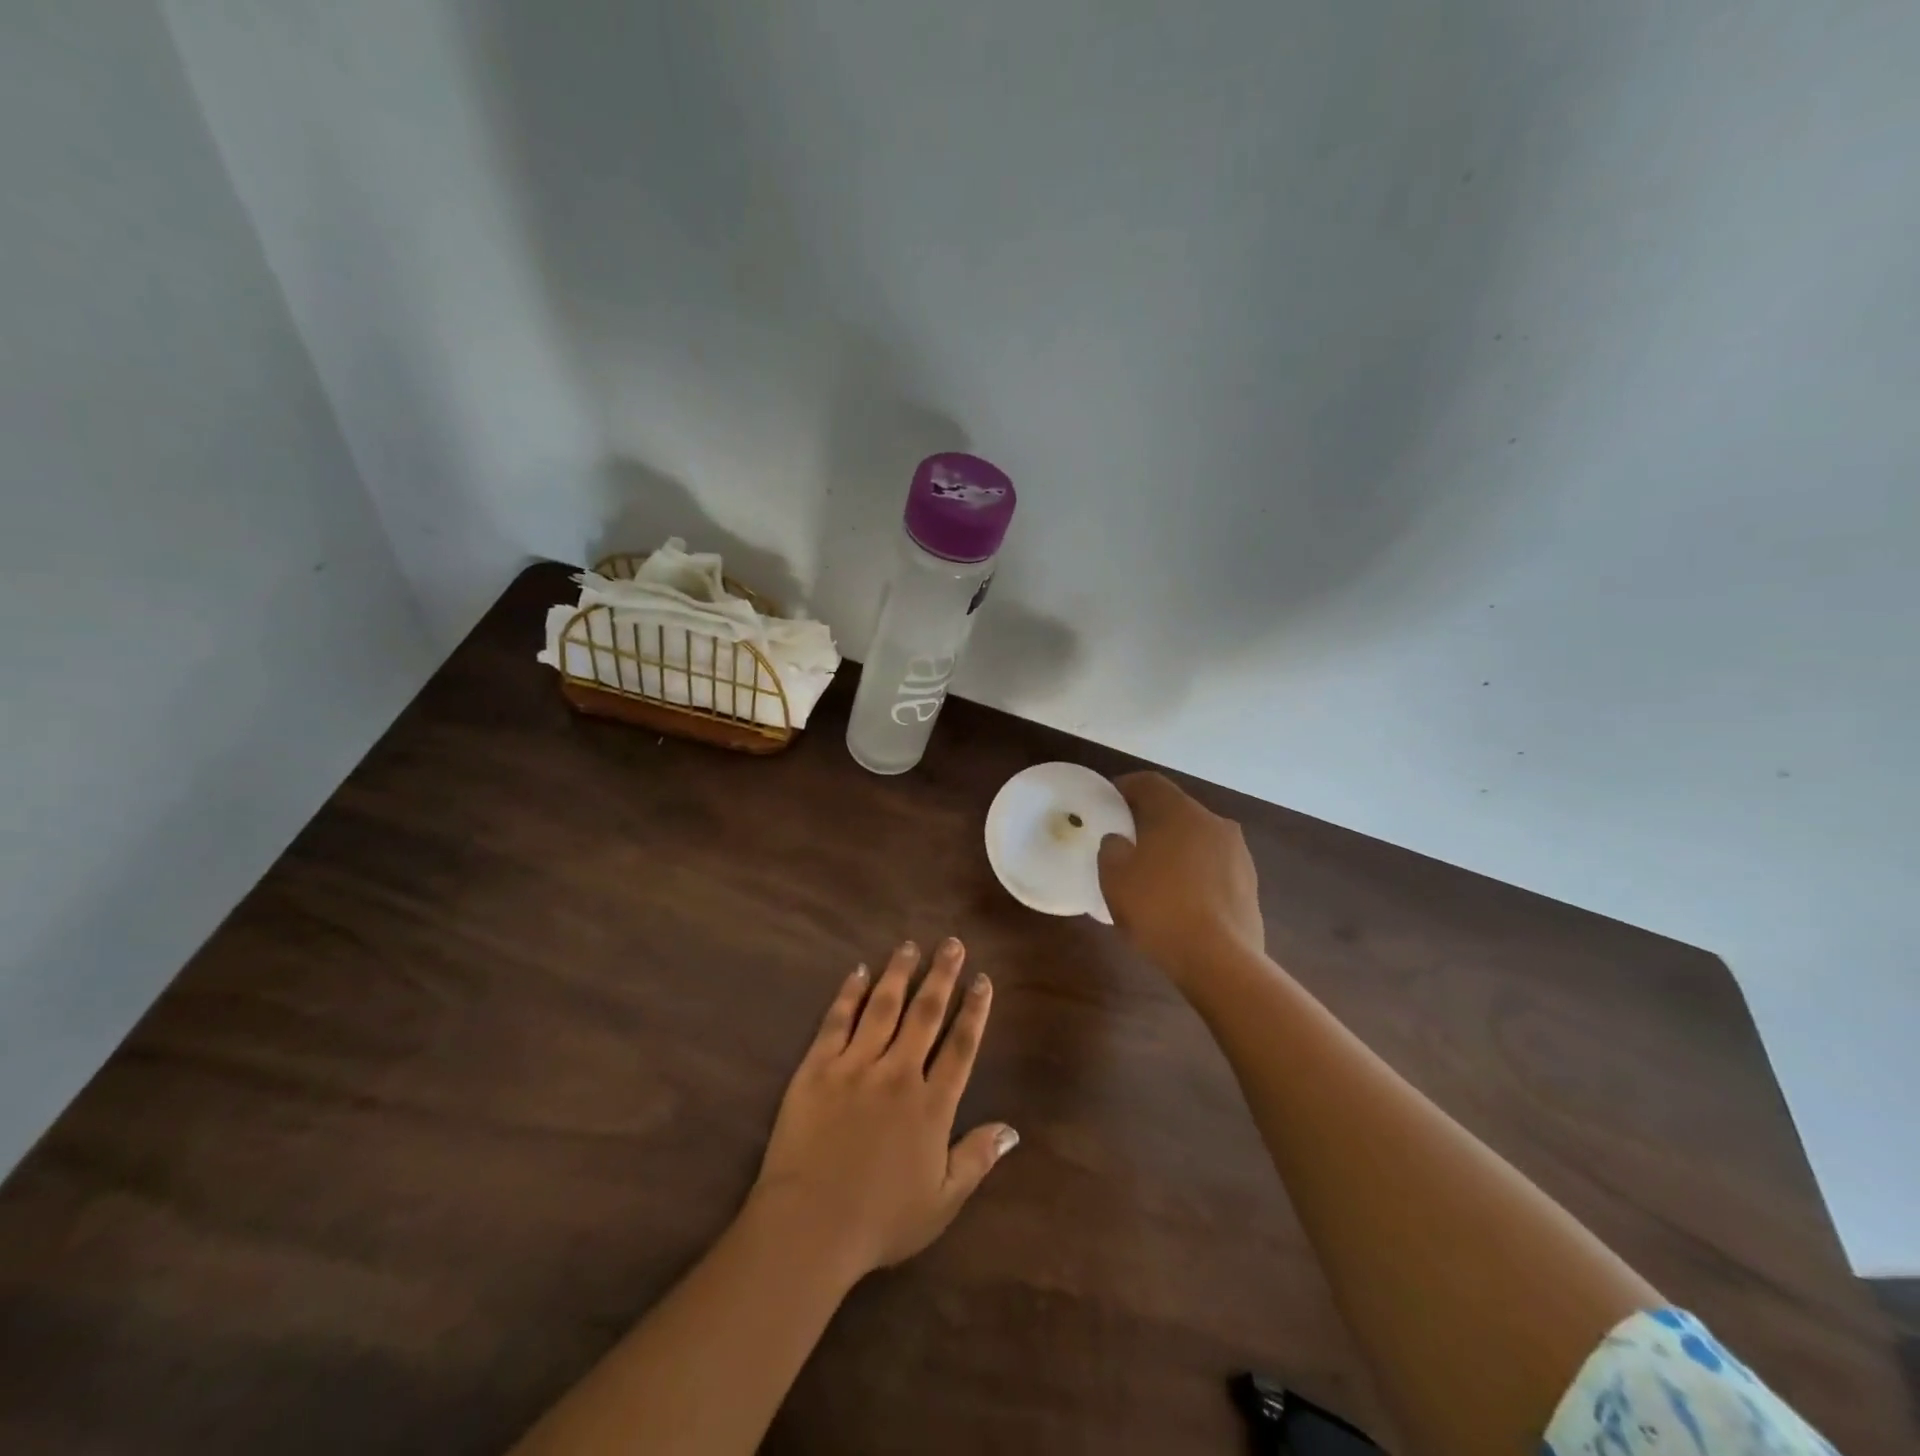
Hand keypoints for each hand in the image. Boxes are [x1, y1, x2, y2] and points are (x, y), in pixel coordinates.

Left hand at [748, 939, 1016, 1281]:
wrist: (809, 1227)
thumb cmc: (880, 1221)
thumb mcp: (942, 1202)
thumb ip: (977, 1159)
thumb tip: (1012, 1129)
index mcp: (931, 1105)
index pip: (961, 1045)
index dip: (974, 1010)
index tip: (982, 980)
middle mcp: (898, 1074)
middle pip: (925, 1014)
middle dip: (942, 975)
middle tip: (952, 943)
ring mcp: (856, 1066)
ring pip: (883, 1007)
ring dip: (899, 973)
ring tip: (910, 946)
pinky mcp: (818, 1068)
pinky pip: (837, 1021)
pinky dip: (850, 993)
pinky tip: (858, 971)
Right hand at [1097, 772, 1263, 980]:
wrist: (1220, 961)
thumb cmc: (1159, 909)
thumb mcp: (1115, 877)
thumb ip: (1112, 849)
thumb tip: (1120, 841)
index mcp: (1181, 812)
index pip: (1150, 783)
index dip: (1125, 787)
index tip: (1108, 802)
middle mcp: (1215, 823)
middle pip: (1176, 810)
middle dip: (1150, 820)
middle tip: (1126, 840)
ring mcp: (1238, 854)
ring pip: (1197, 839)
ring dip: (1175, 847)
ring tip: (1152, 873)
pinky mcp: (1249, 885)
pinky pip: (1212, 867)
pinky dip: (1193, 872)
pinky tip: (1178, 899)